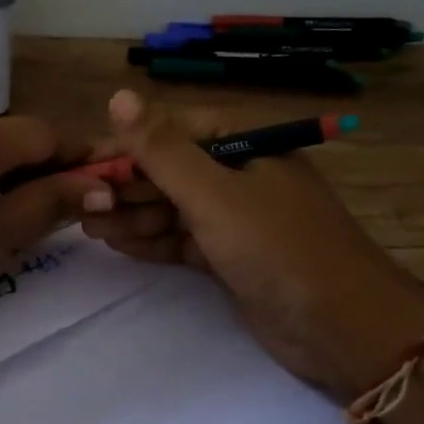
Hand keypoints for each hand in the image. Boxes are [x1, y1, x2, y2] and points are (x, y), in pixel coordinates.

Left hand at [0, 115, 104, 342]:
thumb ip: (52, 202)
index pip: (47, 134)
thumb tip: (100, 186)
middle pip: (19, 141)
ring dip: (21, 182)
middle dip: (51, 171)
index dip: (82, 158)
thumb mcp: (1, 233)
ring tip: (36, 223)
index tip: (108, 188)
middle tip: (75, 214)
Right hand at [79, 90, 423, 398]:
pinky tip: (118, 244)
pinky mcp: (232, 258)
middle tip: (81, 204)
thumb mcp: (213, 194)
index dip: (127, 146)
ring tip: (88, 227)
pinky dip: (153, 241)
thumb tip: (118, 95)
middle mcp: (240, 176)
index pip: (173, 132)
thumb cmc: (277, 248)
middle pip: (170, 171)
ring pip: (173, 208)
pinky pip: (182, 240)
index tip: (84, 165)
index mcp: (245, 145)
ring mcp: (237, 219)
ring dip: (133, 215)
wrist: (342, 328)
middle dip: (126, 186)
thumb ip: (162, 150)